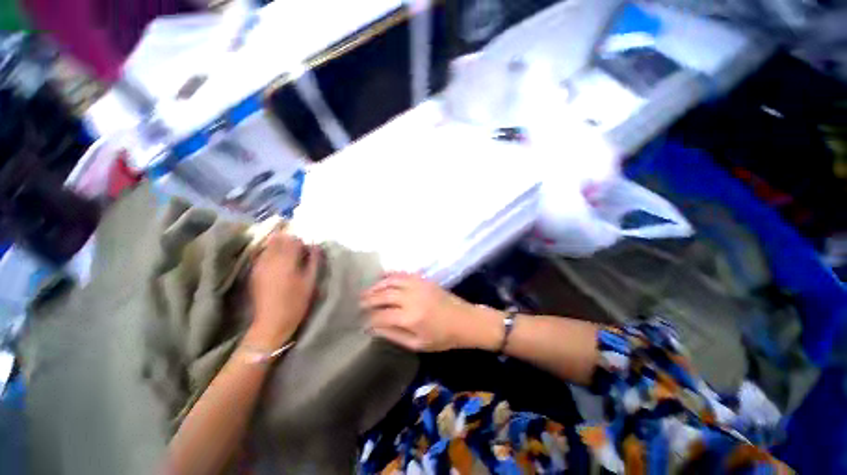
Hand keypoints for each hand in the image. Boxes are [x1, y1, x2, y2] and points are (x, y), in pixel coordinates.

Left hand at [246, 231, 320, 349]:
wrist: (272, 322)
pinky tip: (277, 261)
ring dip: (279, 245)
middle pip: (278, 239)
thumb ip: (313, 261)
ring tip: (288, 255)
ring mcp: (259, 265)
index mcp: (286, 261)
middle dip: (289, 240)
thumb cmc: (296, 302)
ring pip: (268, 245)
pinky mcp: (254, 272)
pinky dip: (270, 252)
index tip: (307, 248)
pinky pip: (262, 254)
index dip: (301, 241)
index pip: (293, 240)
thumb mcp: (310, 281)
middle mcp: (270, 260)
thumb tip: (315, 246)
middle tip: (298, 249)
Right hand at [360, 273, 502, 351]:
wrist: (464, 320)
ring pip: (391, 281)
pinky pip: (403, 273)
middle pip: (383, 295)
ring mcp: (418, 286)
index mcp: (410, 318)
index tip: (361, 321)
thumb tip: (374, 328)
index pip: (381, 315)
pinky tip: (382, 277)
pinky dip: (390, 274)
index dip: (369, 319)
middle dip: (368, 299)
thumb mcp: (418, 344)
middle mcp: (411, 298)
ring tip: (366, 291)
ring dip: (376, 285)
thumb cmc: (442, 337)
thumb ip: (394, 335)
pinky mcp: (423, 280)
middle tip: (358, 303)